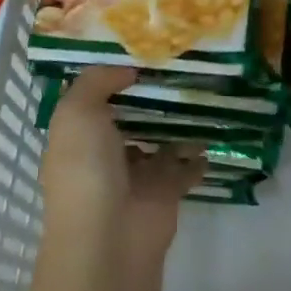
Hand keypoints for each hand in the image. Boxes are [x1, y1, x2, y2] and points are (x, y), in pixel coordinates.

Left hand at [40, 66, 205, 261]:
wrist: (109, 241)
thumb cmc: (85, 170)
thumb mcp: (77, 113)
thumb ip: (97, 82)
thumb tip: (126, 70)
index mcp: (78, 137)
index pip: (94, 99)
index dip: (112, 76)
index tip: (139, 50)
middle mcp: (105, 155)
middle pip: (131, 118)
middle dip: (150, 96)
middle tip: (179, 63)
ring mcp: (137, 175)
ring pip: (160, 140)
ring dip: (178, 121)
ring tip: (201, 87)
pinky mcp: (166, 193)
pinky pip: (186, 167)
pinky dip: (199, 153)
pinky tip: (213, 127)